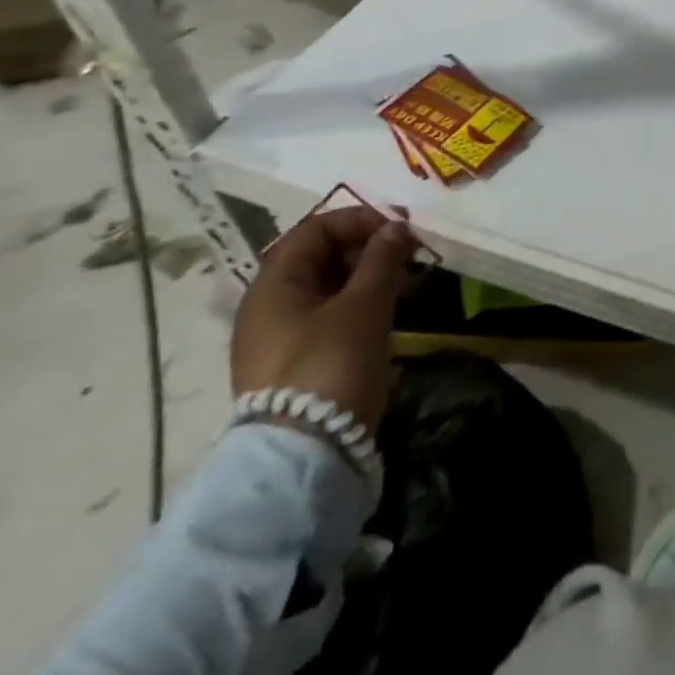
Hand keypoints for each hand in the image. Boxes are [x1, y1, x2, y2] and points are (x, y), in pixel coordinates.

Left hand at [231, 207, 415, 434]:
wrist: (305, 453)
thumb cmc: (332, 364)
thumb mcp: (365, 306)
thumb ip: (381, 260)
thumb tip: (395, 227)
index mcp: (274, 284)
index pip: (315, 230)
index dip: (359, 220)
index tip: (399, 229)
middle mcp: (267, 306)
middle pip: (318, 258)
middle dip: (366, 249)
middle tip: (407, 257)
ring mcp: (278, 338)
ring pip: (326, 289)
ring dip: (366, 278)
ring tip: (404, 286)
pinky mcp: (293, 365)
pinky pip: (326, 317)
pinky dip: (357, 306)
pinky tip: (386, 316)